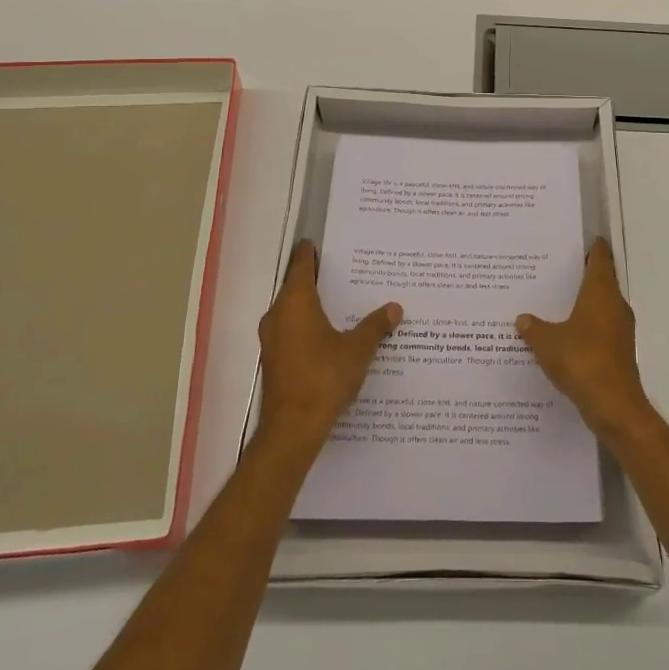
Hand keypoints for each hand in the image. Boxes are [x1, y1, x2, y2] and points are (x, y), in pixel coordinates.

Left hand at [255, 241, 401, 451]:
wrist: (293, 428)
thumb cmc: (324, 378)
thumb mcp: (358, 349)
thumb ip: (376, 326)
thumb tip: (395, 307)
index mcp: (295, 302)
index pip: (300, 264)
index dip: (310, 251)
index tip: (321, 241)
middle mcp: (278, 314)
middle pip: (295, 286)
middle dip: (317, 277)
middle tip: (343, 268)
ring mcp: (273, 339)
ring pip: (293, 310)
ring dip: (312, 304)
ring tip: (342, 299)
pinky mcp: (275, 359)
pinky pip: (292, 330)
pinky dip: (308, 324)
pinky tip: (331, 332)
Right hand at [515, 240, 652, 442]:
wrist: (613, 405)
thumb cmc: (581, 360)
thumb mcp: (547, 342)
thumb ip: (534, 328)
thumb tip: (522, 319)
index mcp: (600, 293)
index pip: (600, 259)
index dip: (594, 248)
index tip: (585, 239)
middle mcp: (615, 306)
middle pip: (602, 282)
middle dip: (583, 276)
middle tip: (558, 270)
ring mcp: (620, 331)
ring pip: (601, 308)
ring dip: (584, 304)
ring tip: (556, 303)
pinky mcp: (619, 353)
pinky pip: (600, 331)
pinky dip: (586, 328)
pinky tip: (565, 337)